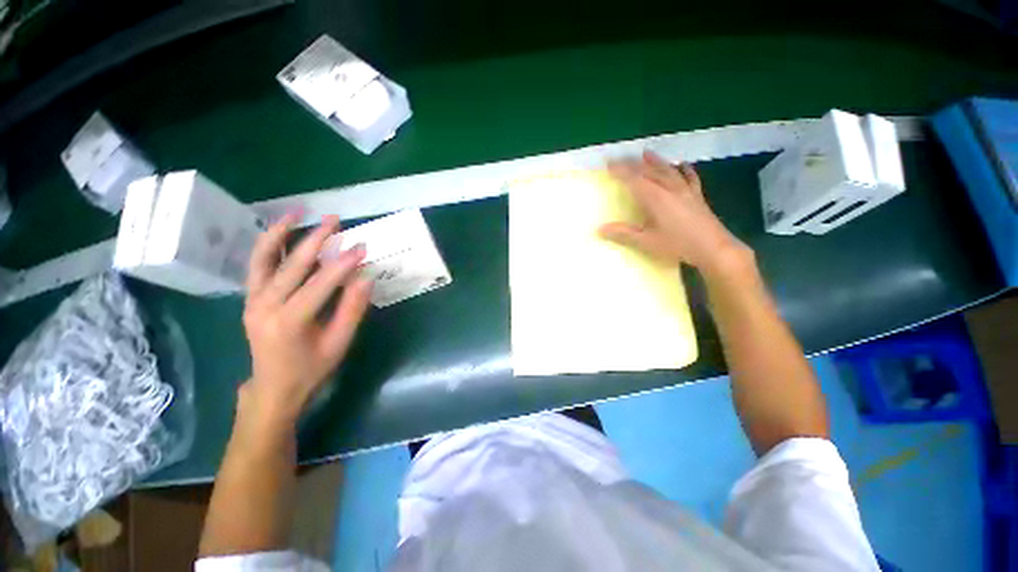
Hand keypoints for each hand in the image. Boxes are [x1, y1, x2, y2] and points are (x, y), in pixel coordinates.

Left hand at [240, 213, 372, 427]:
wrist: (273, 387)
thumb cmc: (311, 368)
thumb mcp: (338, 343)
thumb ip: (352, 309)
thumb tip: (365, 277)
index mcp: (289, 322)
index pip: (320, 284)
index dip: (343, 264)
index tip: (362, 247)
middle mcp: (264, 306)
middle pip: (292, 265)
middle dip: (316, 240)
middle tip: (337, 220)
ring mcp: (252, 300)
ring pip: (264, 258)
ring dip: (281, 232)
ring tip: (298, 212)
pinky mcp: (250, 297)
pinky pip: (257, 265)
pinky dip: (269, 244)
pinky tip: (281, 230)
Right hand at [600, 151, 751, 278]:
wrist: (713, 248)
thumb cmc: (677, 245)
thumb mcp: (646, 241)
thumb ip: (623, 234)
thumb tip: (599, 229)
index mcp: (655, 198)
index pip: (634, 179)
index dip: (620, 170)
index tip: (609, 163)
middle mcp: (669, 188)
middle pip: (649, 171)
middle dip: (633, 163)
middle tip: (621, 157)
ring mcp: (685, 190)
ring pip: (667, 170)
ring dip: (655, 161)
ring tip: (646, 153)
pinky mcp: (696, 196)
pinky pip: (689, 177)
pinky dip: (684, 169)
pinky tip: (682, 164)